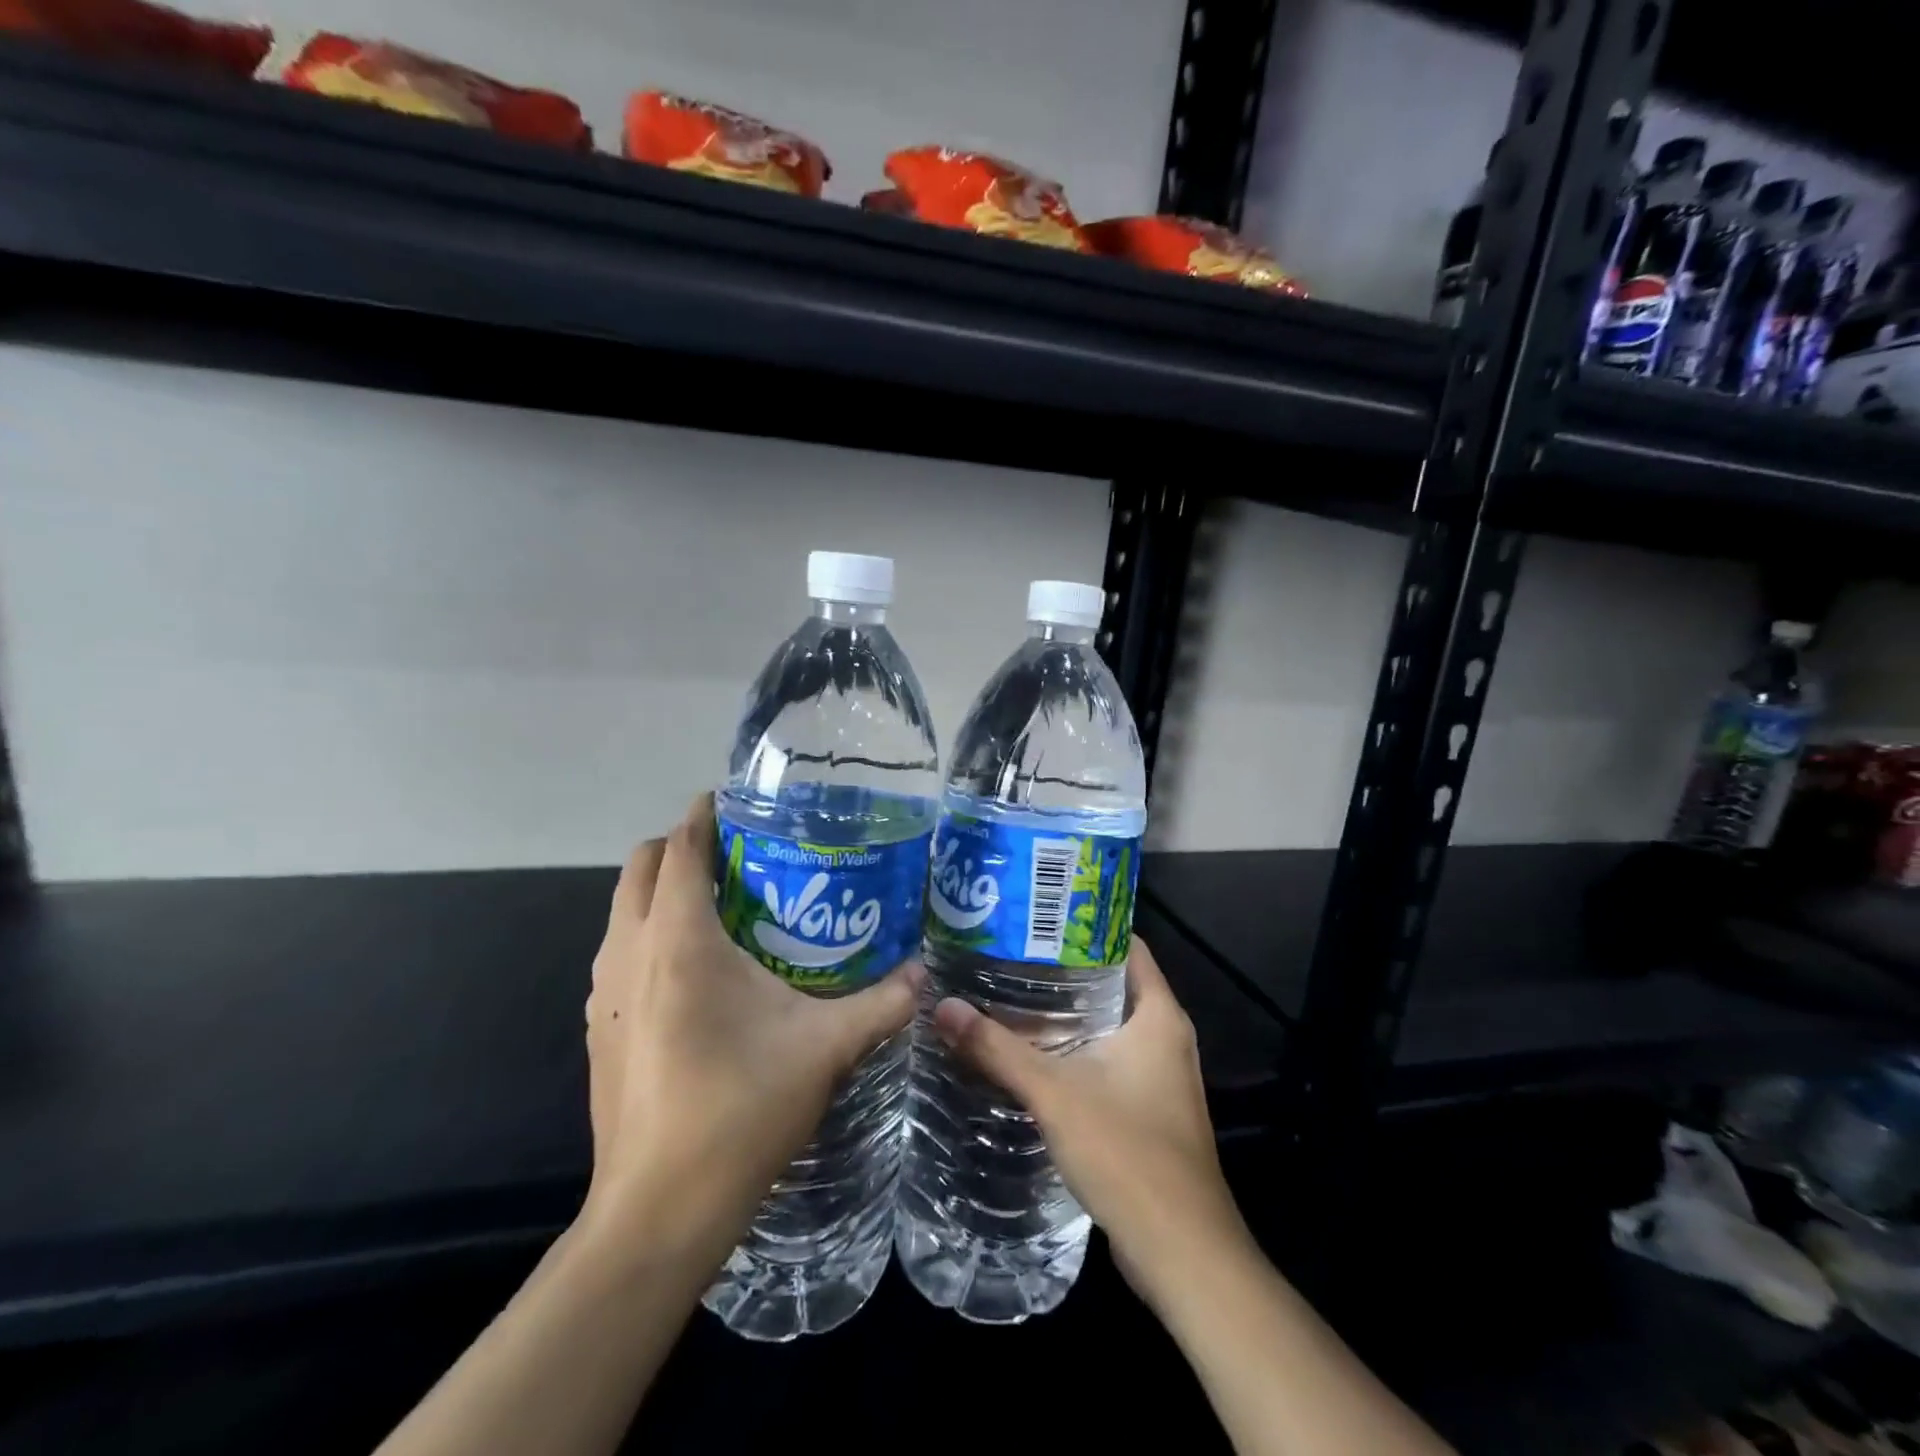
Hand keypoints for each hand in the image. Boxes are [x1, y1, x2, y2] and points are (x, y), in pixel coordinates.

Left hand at [578, 795, 920, 1268]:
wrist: (658, 1212)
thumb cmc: (739, 1111)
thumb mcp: (824, 1049)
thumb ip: (882, 1004)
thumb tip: (926, 976)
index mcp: (680, 942)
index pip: (680, 848)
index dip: (704, 814)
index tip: (737, 799)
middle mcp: (630, 953)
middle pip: (639, 866)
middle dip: (680, 845)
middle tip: (737, 852)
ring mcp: (604, 993)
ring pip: (623, 909)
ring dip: (661, 891)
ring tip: (721, 903)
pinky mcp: (597, 1027)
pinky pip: (619, 951)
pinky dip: (649, 933)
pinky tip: (696, 972)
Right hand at [930, 938, 1245, 1307]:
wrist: (1182, 1254)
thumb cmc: (1127, 1153)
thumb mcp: (1053, 1093)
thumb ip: (997, 1048)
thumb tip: (943, 1005)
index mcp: (1159, 1015)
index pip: (1126, 944)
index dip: (1084, 924)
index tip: (1037, 914)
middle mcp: (1167, 1036)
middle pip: (1114, 982)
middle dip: (1064, 967)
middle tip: (1010, 952)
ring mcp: (1162, 1075)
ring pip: (1110, 1024)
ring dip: (1068, 1010)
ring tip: (1011, 992)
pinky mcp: (1150, 1108)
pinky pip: (1110, 1058)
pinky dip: (1076, 1047)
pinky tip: (1034, 1052)